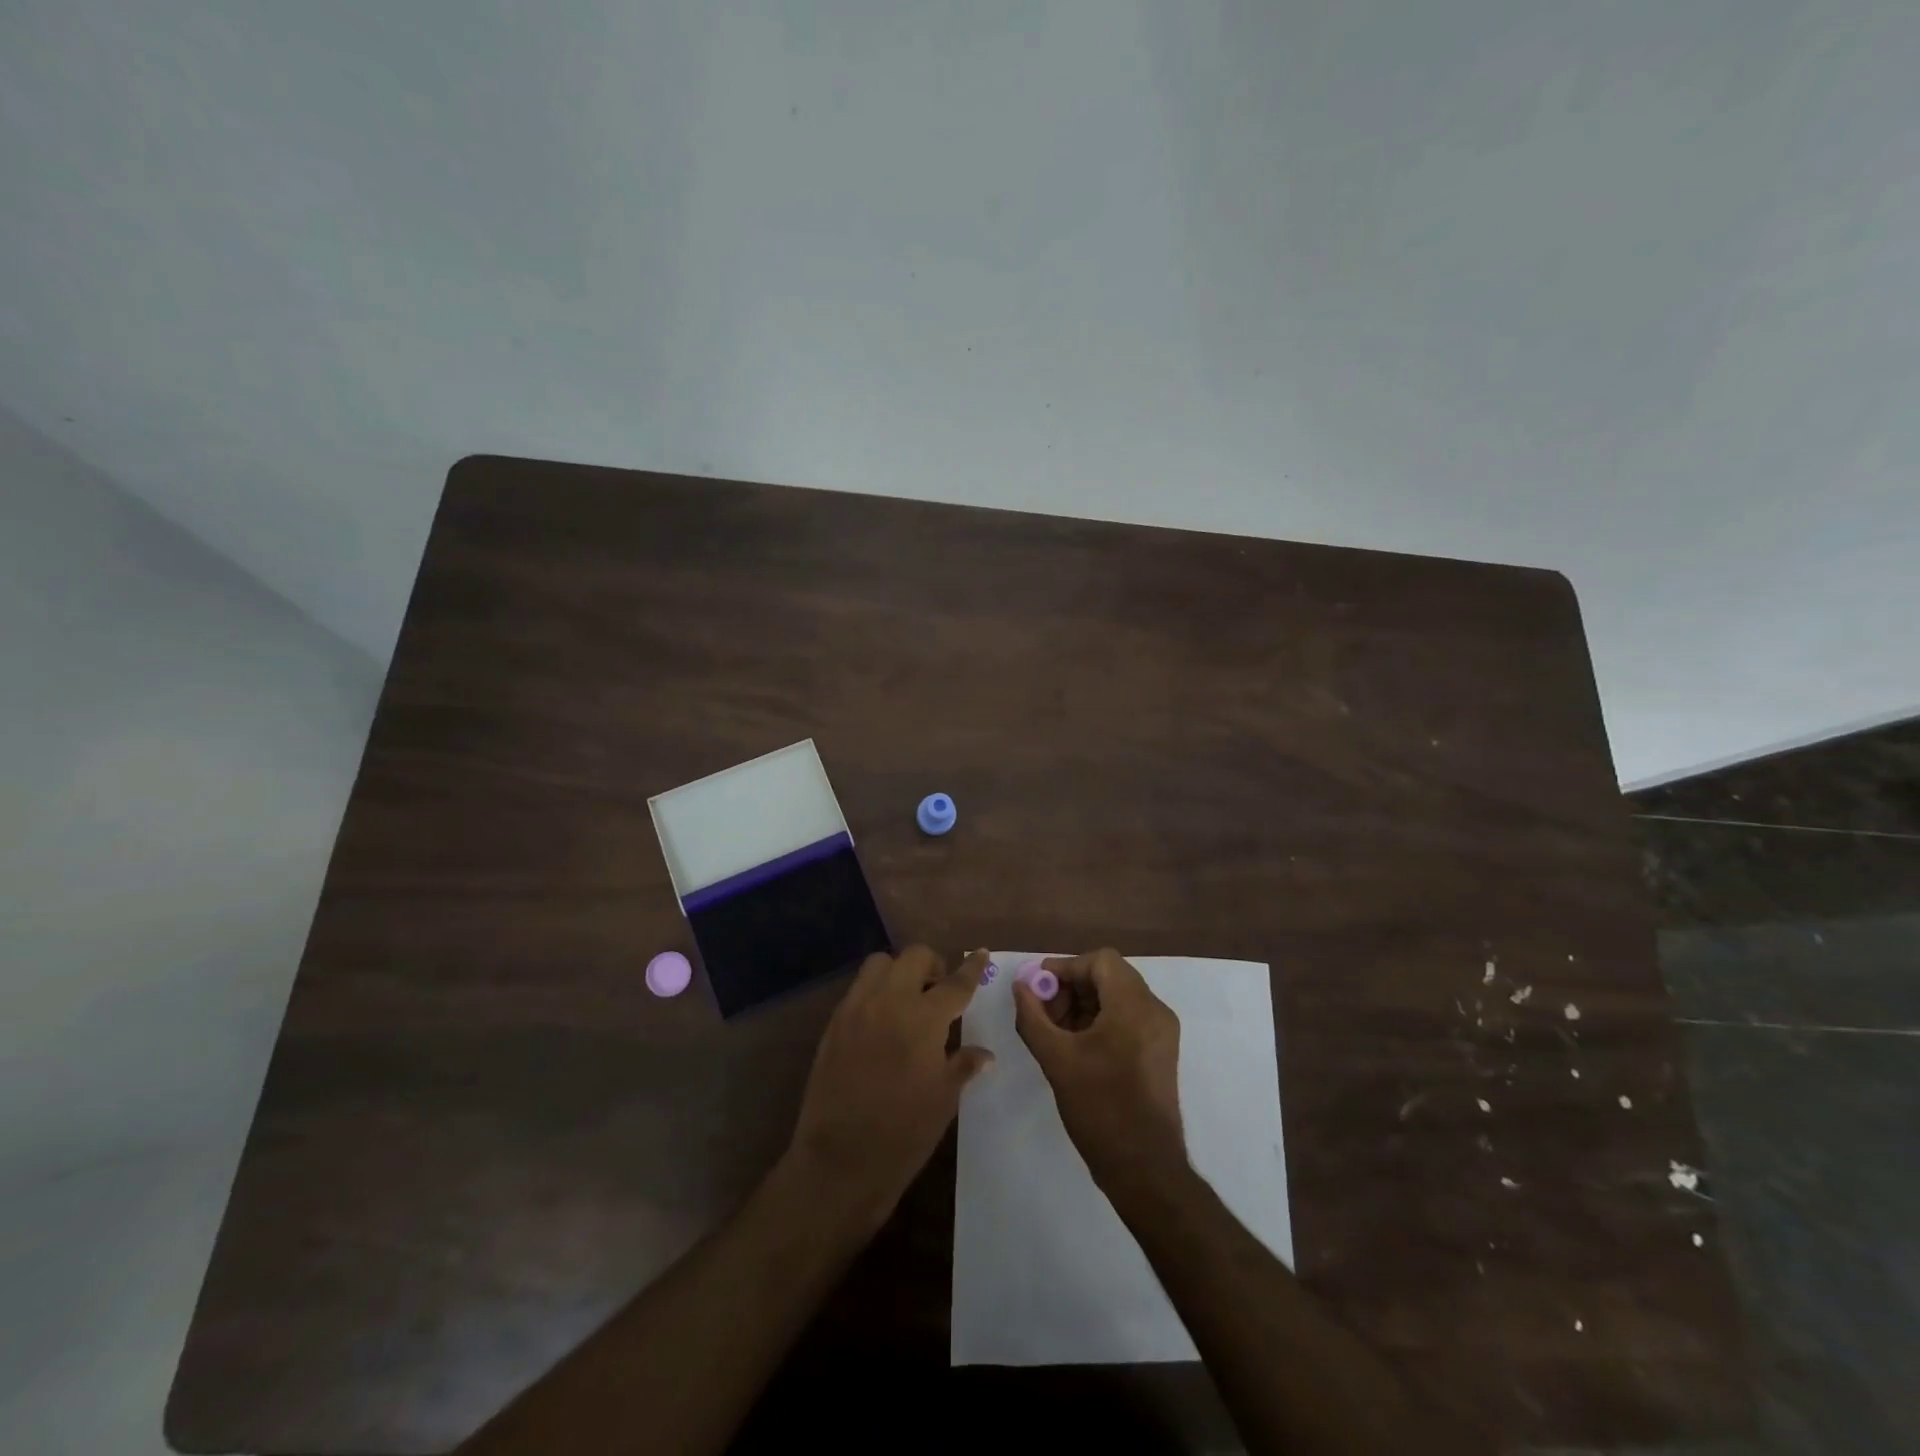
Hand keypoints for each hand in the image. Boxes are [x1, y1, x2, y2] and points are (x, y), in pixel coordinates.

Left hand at [787, 946, 993, 1223]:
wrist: (840, 1160)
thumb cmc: (903, 1132)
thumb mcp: (944, 1099)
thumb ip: (964, 1065)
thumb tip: (985, 1054)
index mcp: (924, 1018)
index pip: (955, 983)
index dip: (972, 968)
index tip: (982, 953)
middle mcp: (889, 1001)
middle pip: (914, 957)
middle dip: (932, 964)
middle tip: (939, 988)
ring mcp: (857, 1008)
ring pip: (880, 963)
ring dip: (899, 971)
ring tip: (908, 999)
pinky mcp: (834, 1023)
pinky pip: (858, 989)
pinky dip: (875, 991)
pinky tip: (882, 1020)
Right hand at [1014, 949, 1186, 1193]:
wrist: (1145, 1168)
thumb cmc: (1100, 1109)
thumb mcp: (1056, 1059)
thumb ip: (1033, 1016)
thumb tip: (1021, 986)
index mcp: (1134, 1006)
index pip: (1100, 961)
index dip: (1065, 967)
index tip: (1038, 986)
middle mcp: (1155, 1010)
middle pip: (1110, 976)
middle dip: (1072, 987)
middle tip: (1043, 1011)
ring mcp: (1162, 1032)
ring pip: (1118, 996)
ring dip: (1084, 1003)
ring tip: (1055, 1030)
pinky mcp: (1161, 1051)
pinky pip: (1128, 1017)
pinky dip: (1101, 1019)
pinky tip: (1076, 1045)